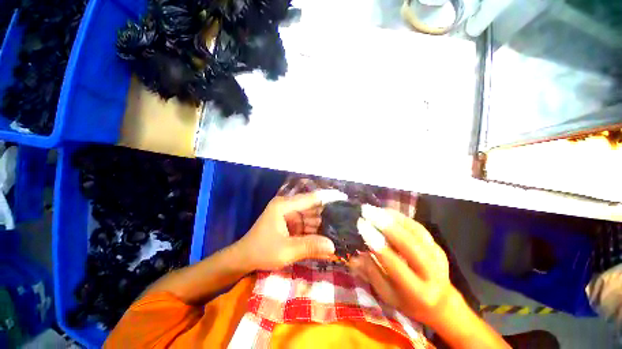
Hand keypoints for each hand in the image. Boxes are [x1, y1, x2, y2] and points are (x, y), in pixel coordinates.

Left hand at [234, 190, 346, 270]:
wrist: (243, 258)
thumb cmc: (261, 252)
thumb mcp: (286, 251)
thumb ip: (310, 246)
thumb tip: (333, 246)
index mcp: (284, 206)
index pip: (311, 198)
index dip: (328, 197)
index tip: (344, 198)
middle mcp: (288, 206)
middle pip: (312, 207)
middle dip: (327, 214)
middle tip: (346, 220)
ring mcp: (289, 214)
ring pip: (311, 216)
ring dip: (322, 224)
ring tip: (340, 229)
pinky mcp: (290, 222)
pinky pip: (306, 224)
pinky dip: (315, 230)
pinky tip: (326, 236)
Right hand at [349, 205, 456, 325]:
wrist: (442, 304)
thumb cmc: (409, 302)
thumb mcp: (388, 295)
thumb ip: (371, 274)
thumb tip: (354, 257)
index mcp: (416, 291)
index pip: (393, 262)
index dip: (376, 242)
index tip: (361, 225)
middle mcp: (431, 273)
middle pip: (408, 243)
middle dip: (385, 224)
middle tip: (366, 211)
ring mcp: (437, 257)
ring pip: (415, 232)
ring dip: (393, 217)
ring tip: (375, 209)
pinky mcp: (438, 247)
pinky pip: (419, 228)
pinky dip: (402, 218)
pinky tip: (388, 211)